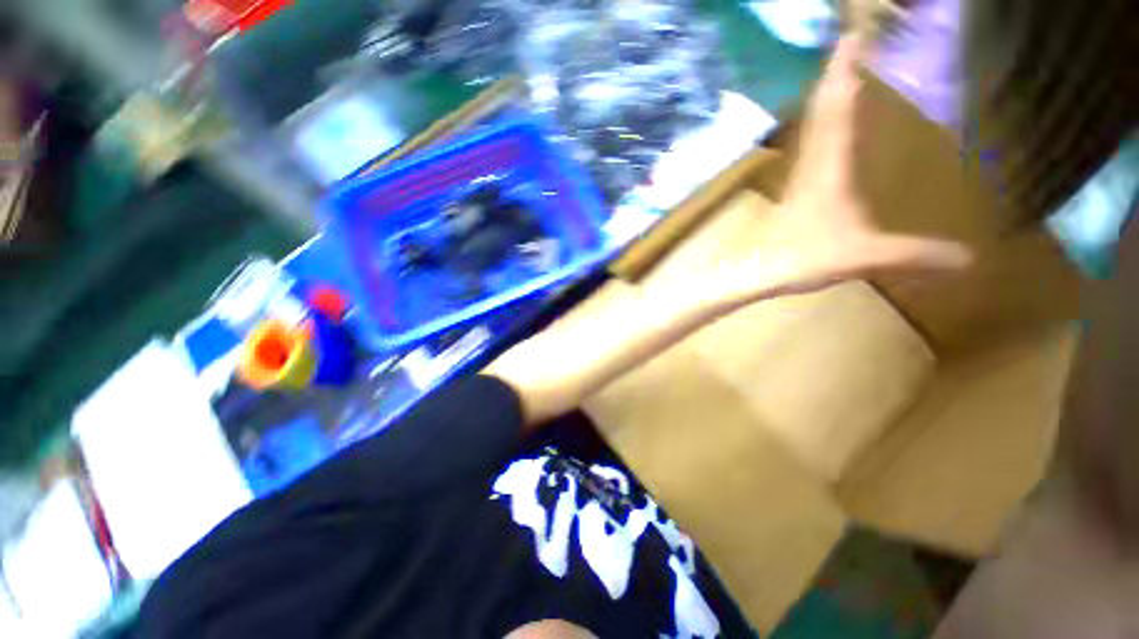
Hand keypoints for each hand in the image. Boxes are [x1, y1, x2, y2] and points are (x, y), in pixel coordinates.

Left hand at [724, 35, 970, 302]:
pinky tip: (832, 129)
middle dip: (836, 72)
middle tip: (852, 42)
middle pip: (821, 108)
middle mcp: (811, 162)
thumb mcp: (864, 255)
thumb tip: (969, 258)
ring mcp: (800, 176)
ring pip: (813, 126)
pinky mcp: (795, 190)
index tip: (854, 35)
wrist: (756, 272)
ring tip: (846, 74)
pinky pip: (811, 147)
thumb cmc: (802, 258)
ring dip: (827, 97)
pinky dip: (823, 126)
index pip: (837, 105)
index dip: (845, 70)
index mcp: (829, 165)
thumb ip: (914, 254)